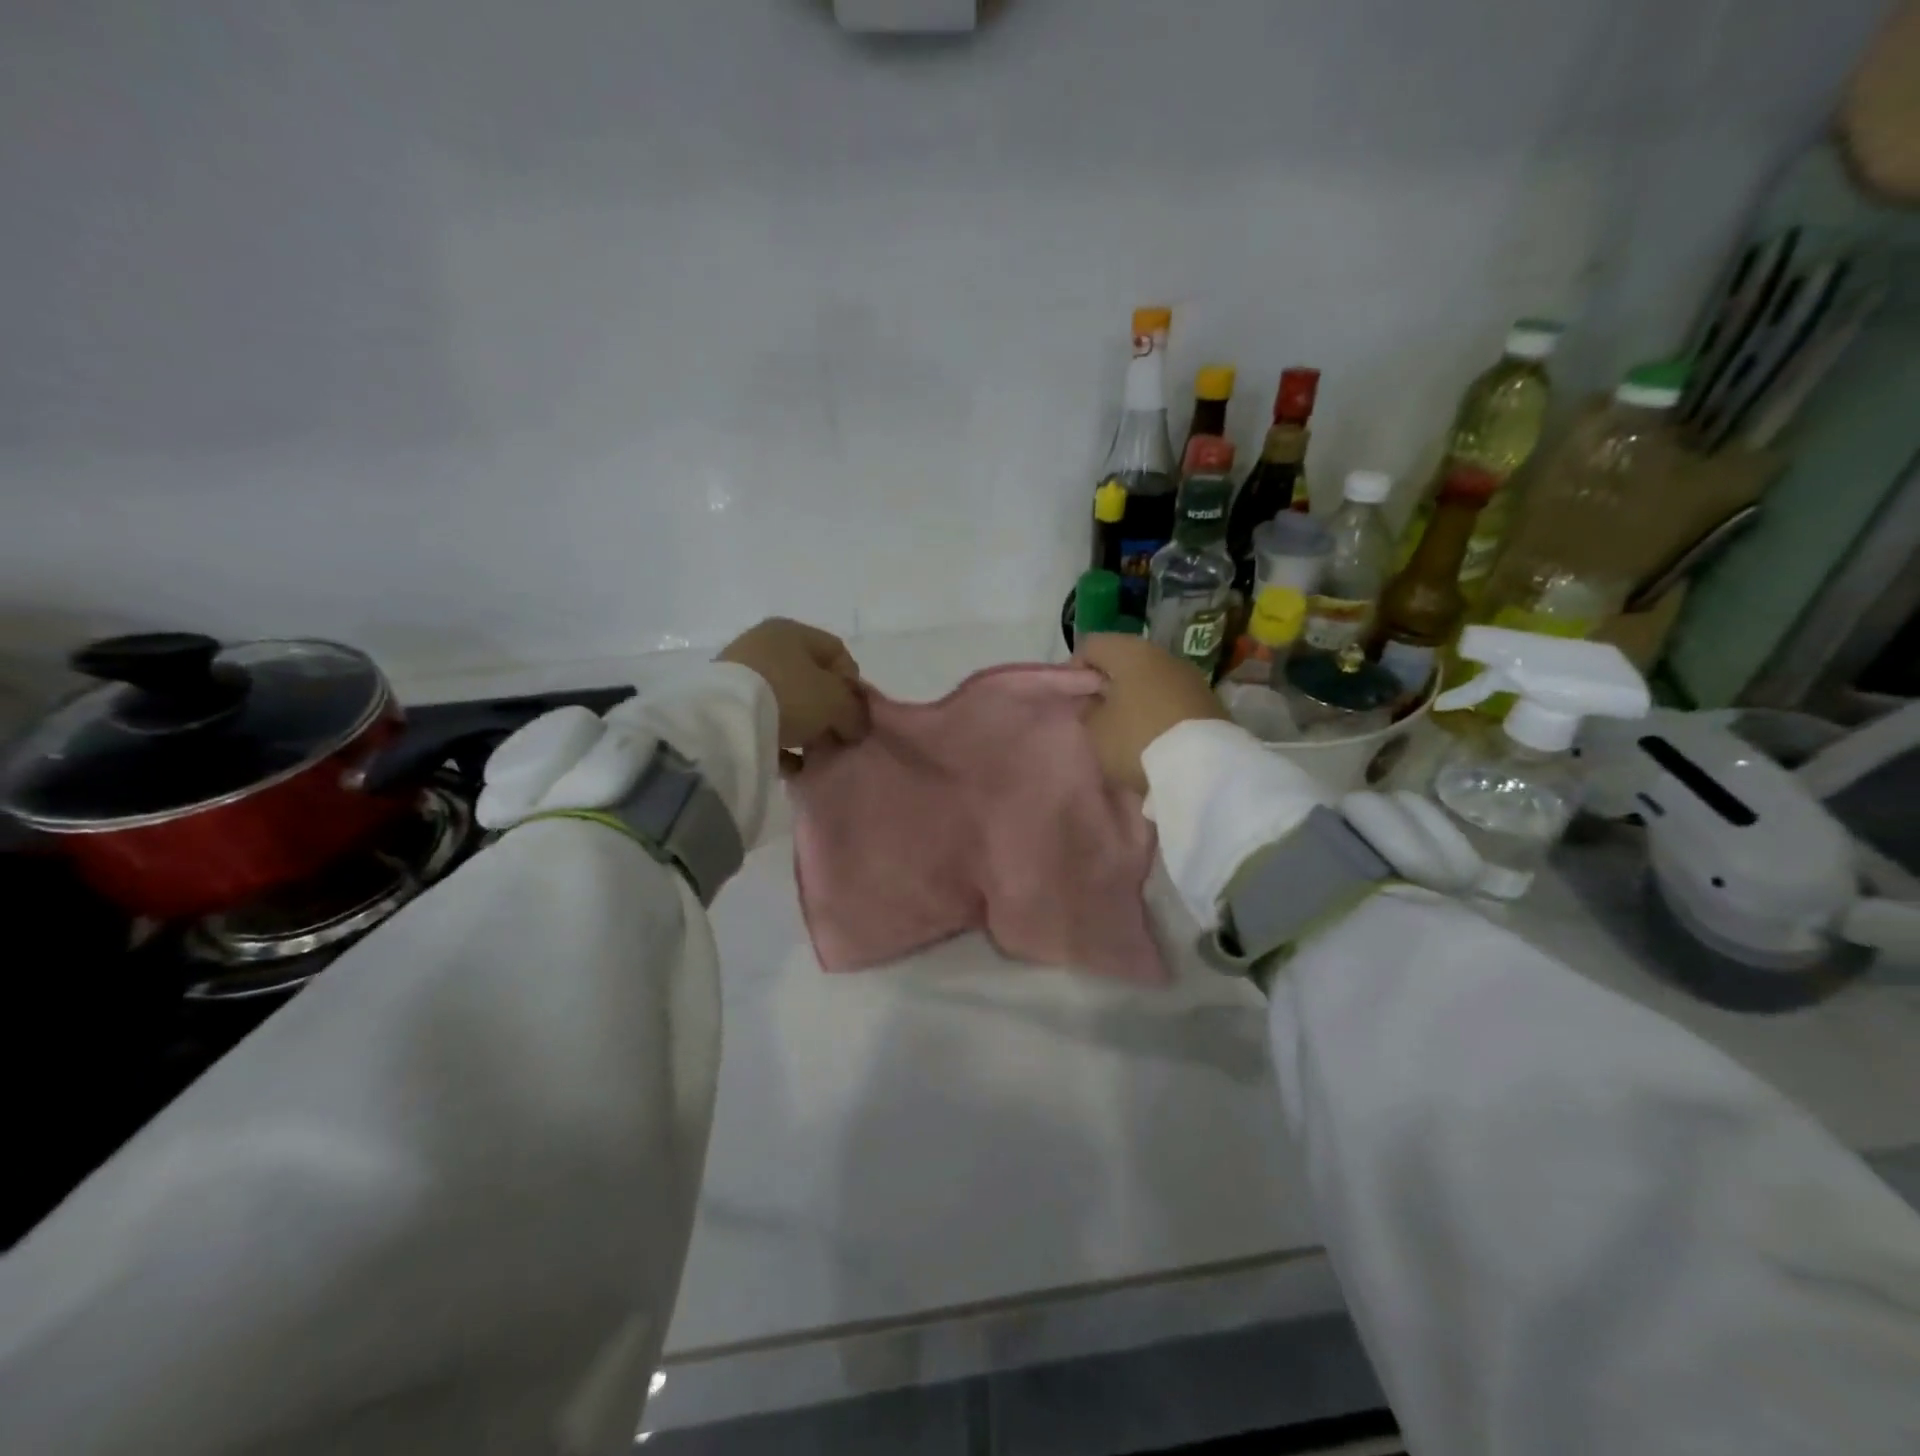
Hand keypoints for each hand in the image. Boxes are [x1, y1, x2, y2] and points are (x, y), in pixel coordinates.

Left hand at [718, 618, 867, 755]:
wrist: (725, 720)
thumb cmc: (789, 694)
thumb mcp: (836, 702)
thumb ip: (855, 713)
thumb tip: (856, 727)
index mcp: (792, 631)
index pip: (836, 652)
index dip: (852, 683)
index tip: (854, 712)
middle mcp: (764, 645)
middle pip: (810, 679)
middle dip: (828, 709)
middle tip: (836, 735)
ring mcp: (740, 674)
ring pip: (787, 702)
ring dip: (805, 727)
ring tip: (813, 753)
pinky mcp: (724, 705)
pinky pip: (763, 723)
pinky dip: (779, 741)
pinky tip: (791, 764)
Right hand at [1074, 633, 1228, 794]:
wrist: (1203, 768)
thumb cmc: (1136, 740)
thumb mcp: (1097, 730)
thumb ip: (1090, 710)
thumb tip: (1097, 700)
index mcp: (1130, 651)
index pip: (1092, 645)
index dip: (1076, 669)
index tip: (1074, 698)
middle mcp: (1163, 655)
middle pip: (1126, 660)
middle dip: (1110, 683)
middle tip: (1098, 713)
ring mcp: (1191, 677)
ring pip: (1152, 680)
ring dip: (1137, 698)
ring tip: (1127, 729)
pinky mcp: (1210, 702)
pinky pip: (1173, 699)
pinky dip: (1160, 711)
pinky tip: (1154, 737)